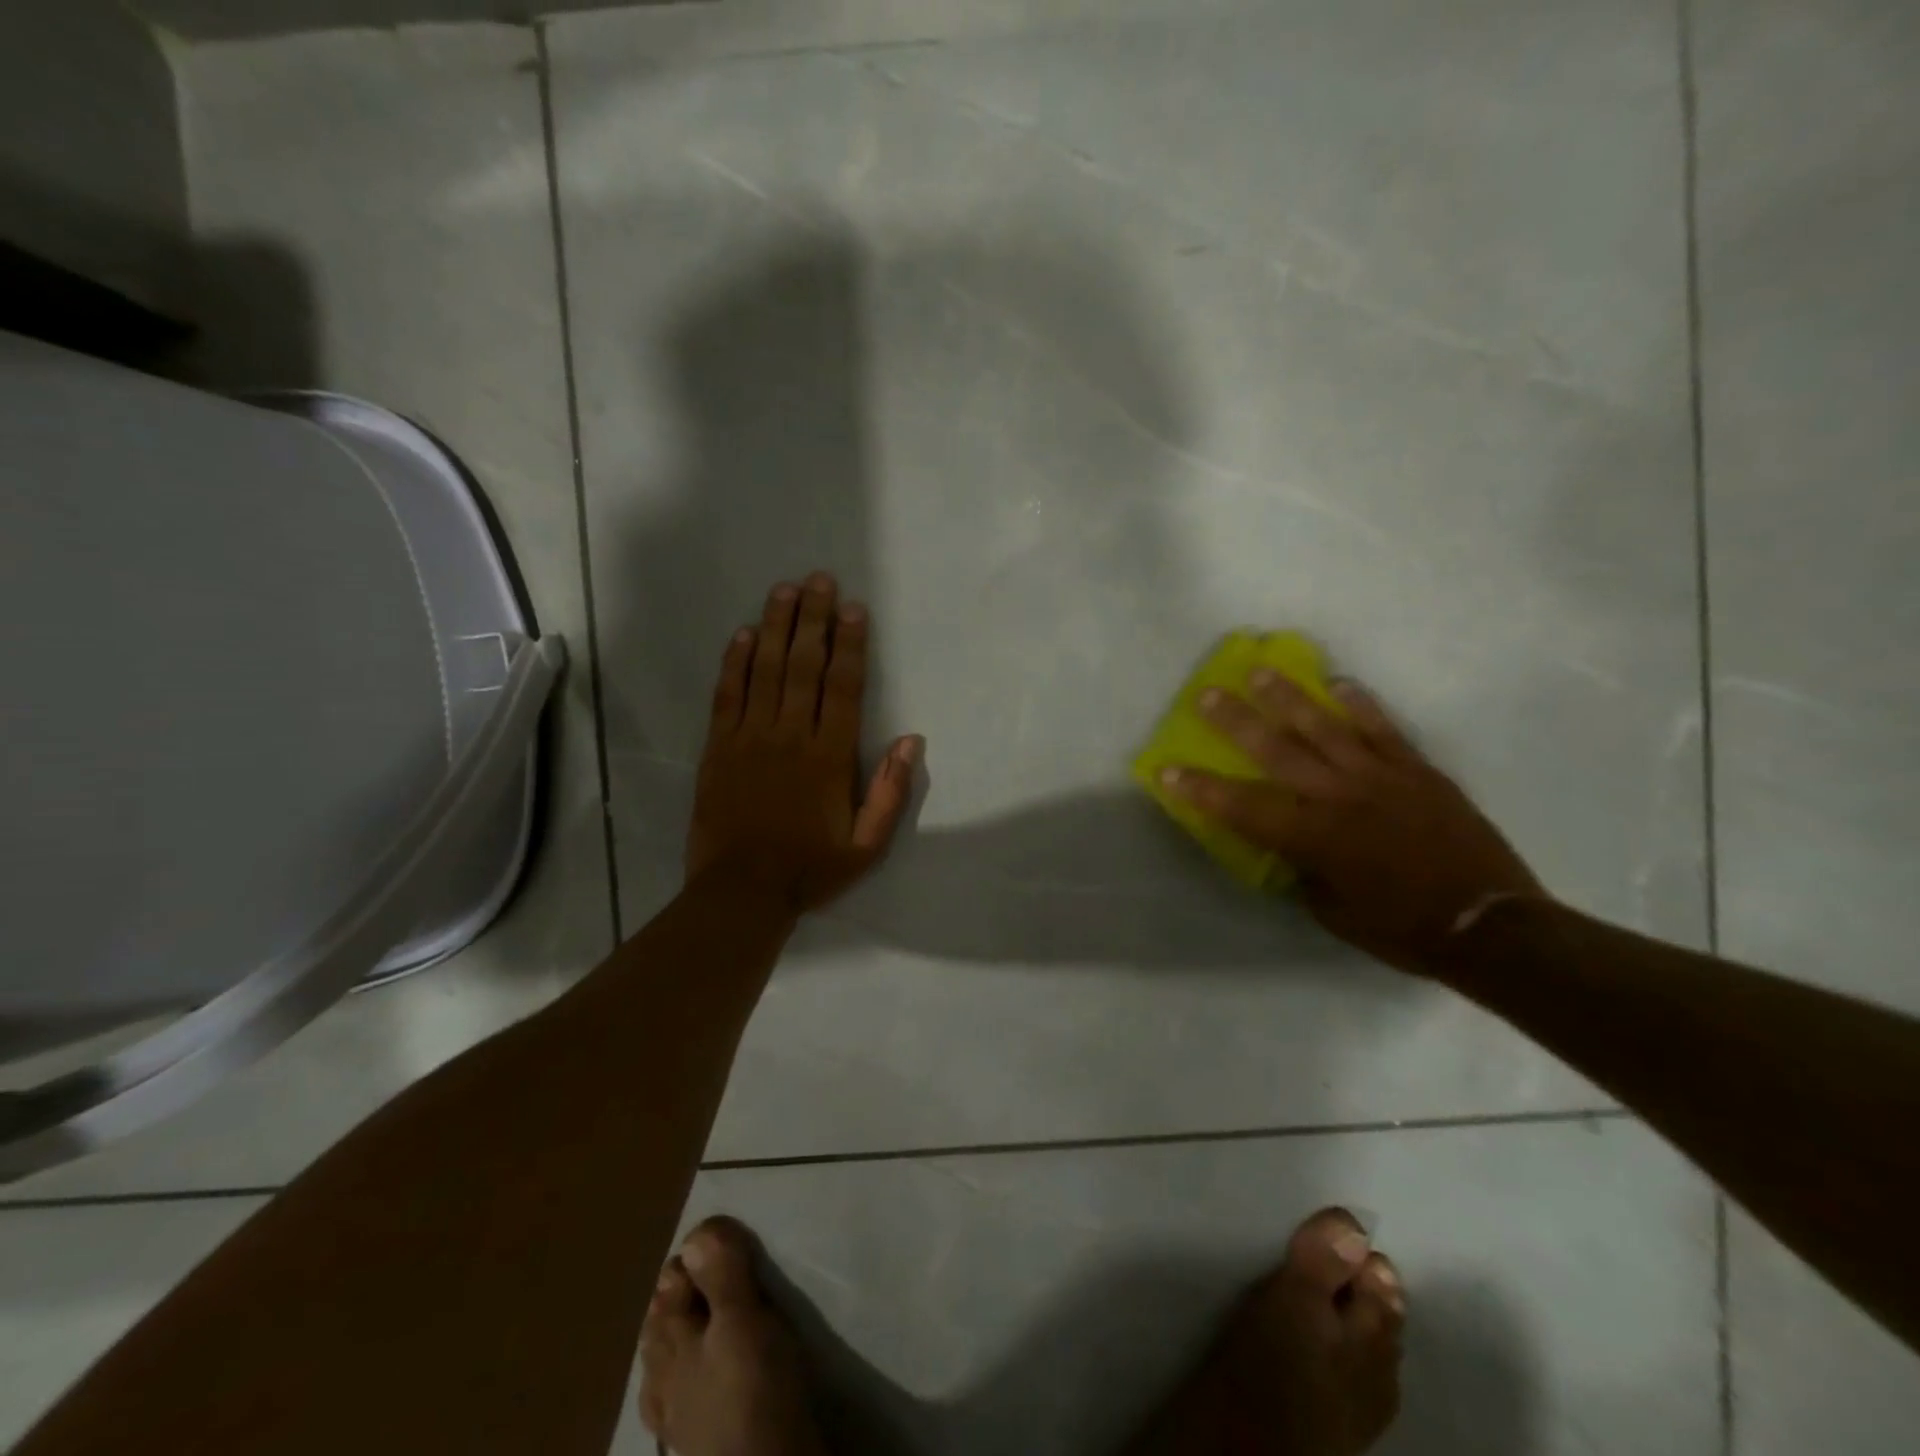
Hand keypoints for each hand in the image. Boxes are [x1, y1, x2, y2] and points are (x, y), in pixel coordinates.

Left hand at [687, 573, 922, 912]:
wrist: (741, 892)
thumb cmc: (810, 869)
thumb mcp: (867, 845)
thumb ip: (890, 792)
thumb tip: (911, 741)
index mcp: (829, 757)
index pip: (843, 687)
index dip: (850, 644)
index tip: (854, 609)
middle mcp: (790, 736)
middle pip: (804, 665)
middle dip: (813, 619)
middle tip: (819, 579)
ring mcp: (750, 738)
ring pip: (765, 670)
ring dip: (775, 626)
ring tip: (784, 590)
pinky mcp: (718, 747)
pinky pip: (727, 695)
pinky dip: (734, 662)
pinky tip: (742, 634)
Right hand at [1161, 670, 1545, 975]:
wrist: (1492, 926)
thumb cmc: (1402, 929)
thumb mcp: (1333, 913)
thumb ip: (1304, 873)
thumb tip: (1291, 850)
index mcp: (1313, 838)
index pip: (1242, 807)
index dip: (1200, 788)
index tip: (1167, 768)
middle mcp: (1339, 797)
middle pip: (1277, 751)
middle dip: (1236, 722)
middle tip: (1208, 694)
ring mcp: (1381, 777)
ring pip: (1325, 728)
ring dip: (1289, 698)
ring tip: (1261, 671)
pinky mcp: (1418, 771)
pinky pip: (1383, 729)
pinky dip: (1360, 704)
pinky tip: (1340, 682)